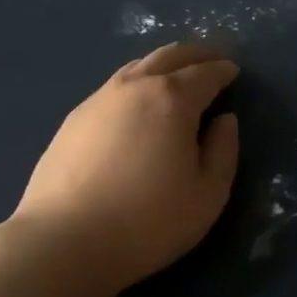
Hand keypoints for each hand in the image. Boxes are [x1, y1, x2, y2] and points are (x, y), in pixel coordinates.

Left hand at [10, 44, 240, 296]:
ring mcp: (99, 99)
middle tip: (211, 60)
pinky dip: (137, 83)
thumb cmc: (147, 221)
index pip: (205, 73)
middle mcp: (135, 86)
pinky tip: (137, 104)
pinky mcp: (74, 118)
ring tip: (176, 76)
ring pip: (138, 66)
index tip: (233, 71)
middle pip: (170, 56)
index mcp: (173, 99)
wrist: (63, 242)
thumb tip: (224, 120)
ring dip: (163, 65)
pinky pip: (115, 86)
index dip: (223, 70)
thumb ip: (223, 150)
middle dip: (195, 54)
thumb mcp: (207, 194)